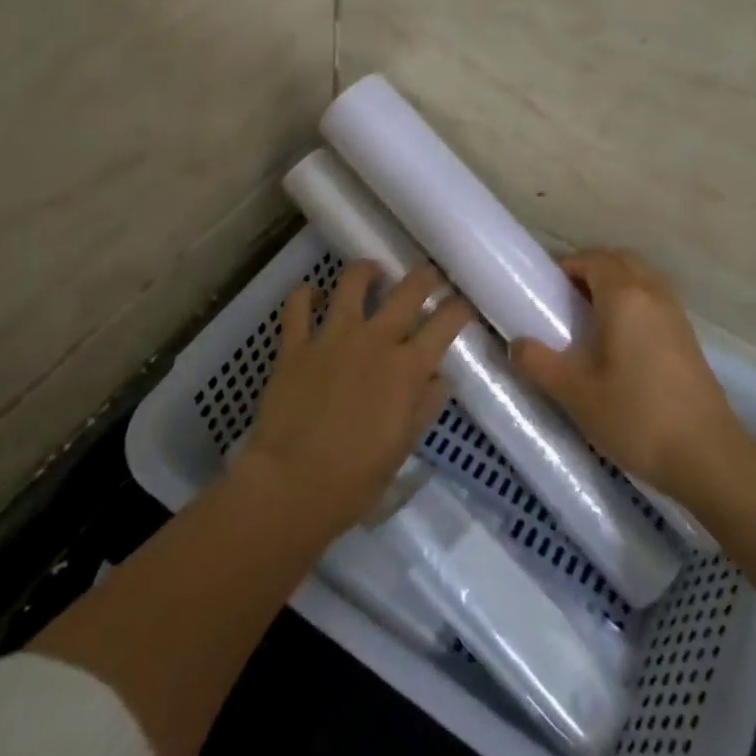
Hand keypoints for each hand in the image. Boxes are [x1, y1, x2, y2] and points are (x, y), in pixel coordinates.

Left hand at [235, 260, 474, 535]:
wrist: (291, 485)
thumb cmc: (356, 478)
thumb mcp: (403, 446)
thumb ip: (425, 405)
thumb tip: (439, 377)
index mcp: (407, 367)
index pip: (445, 323)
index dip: (460, 308)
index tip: (464, 304)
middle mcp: (375, 340)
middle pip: (408, 290)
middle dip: (425, 276)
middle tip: (428, 275)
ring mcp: (332, 336)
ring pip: (353, 282)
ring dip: (367, 271)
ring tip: (373, 273)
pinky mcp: (295, 344)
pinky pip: (297, 305)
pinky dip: (305, 295)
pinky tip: (311, 294)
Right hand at [511, 249, 743, 502]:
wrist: (707, 456)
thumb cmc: (636, 417)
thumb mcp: (576, 394)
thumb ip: (539, 363)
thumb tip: (517, 344)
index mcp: (624, 297)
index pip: (592, 259)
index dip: (565, 267)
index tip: (544, 289)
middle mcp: (653, 293)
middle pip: (619, 260)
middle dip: (590, 269)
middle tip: (564, 299)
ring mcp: (676, 313)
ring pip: (641, 278)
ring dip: (614, 284)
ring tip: (589, 319)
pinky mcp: (689, 336)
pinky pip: (655, 299)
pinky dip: (633, 303)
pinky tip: (620, 341)